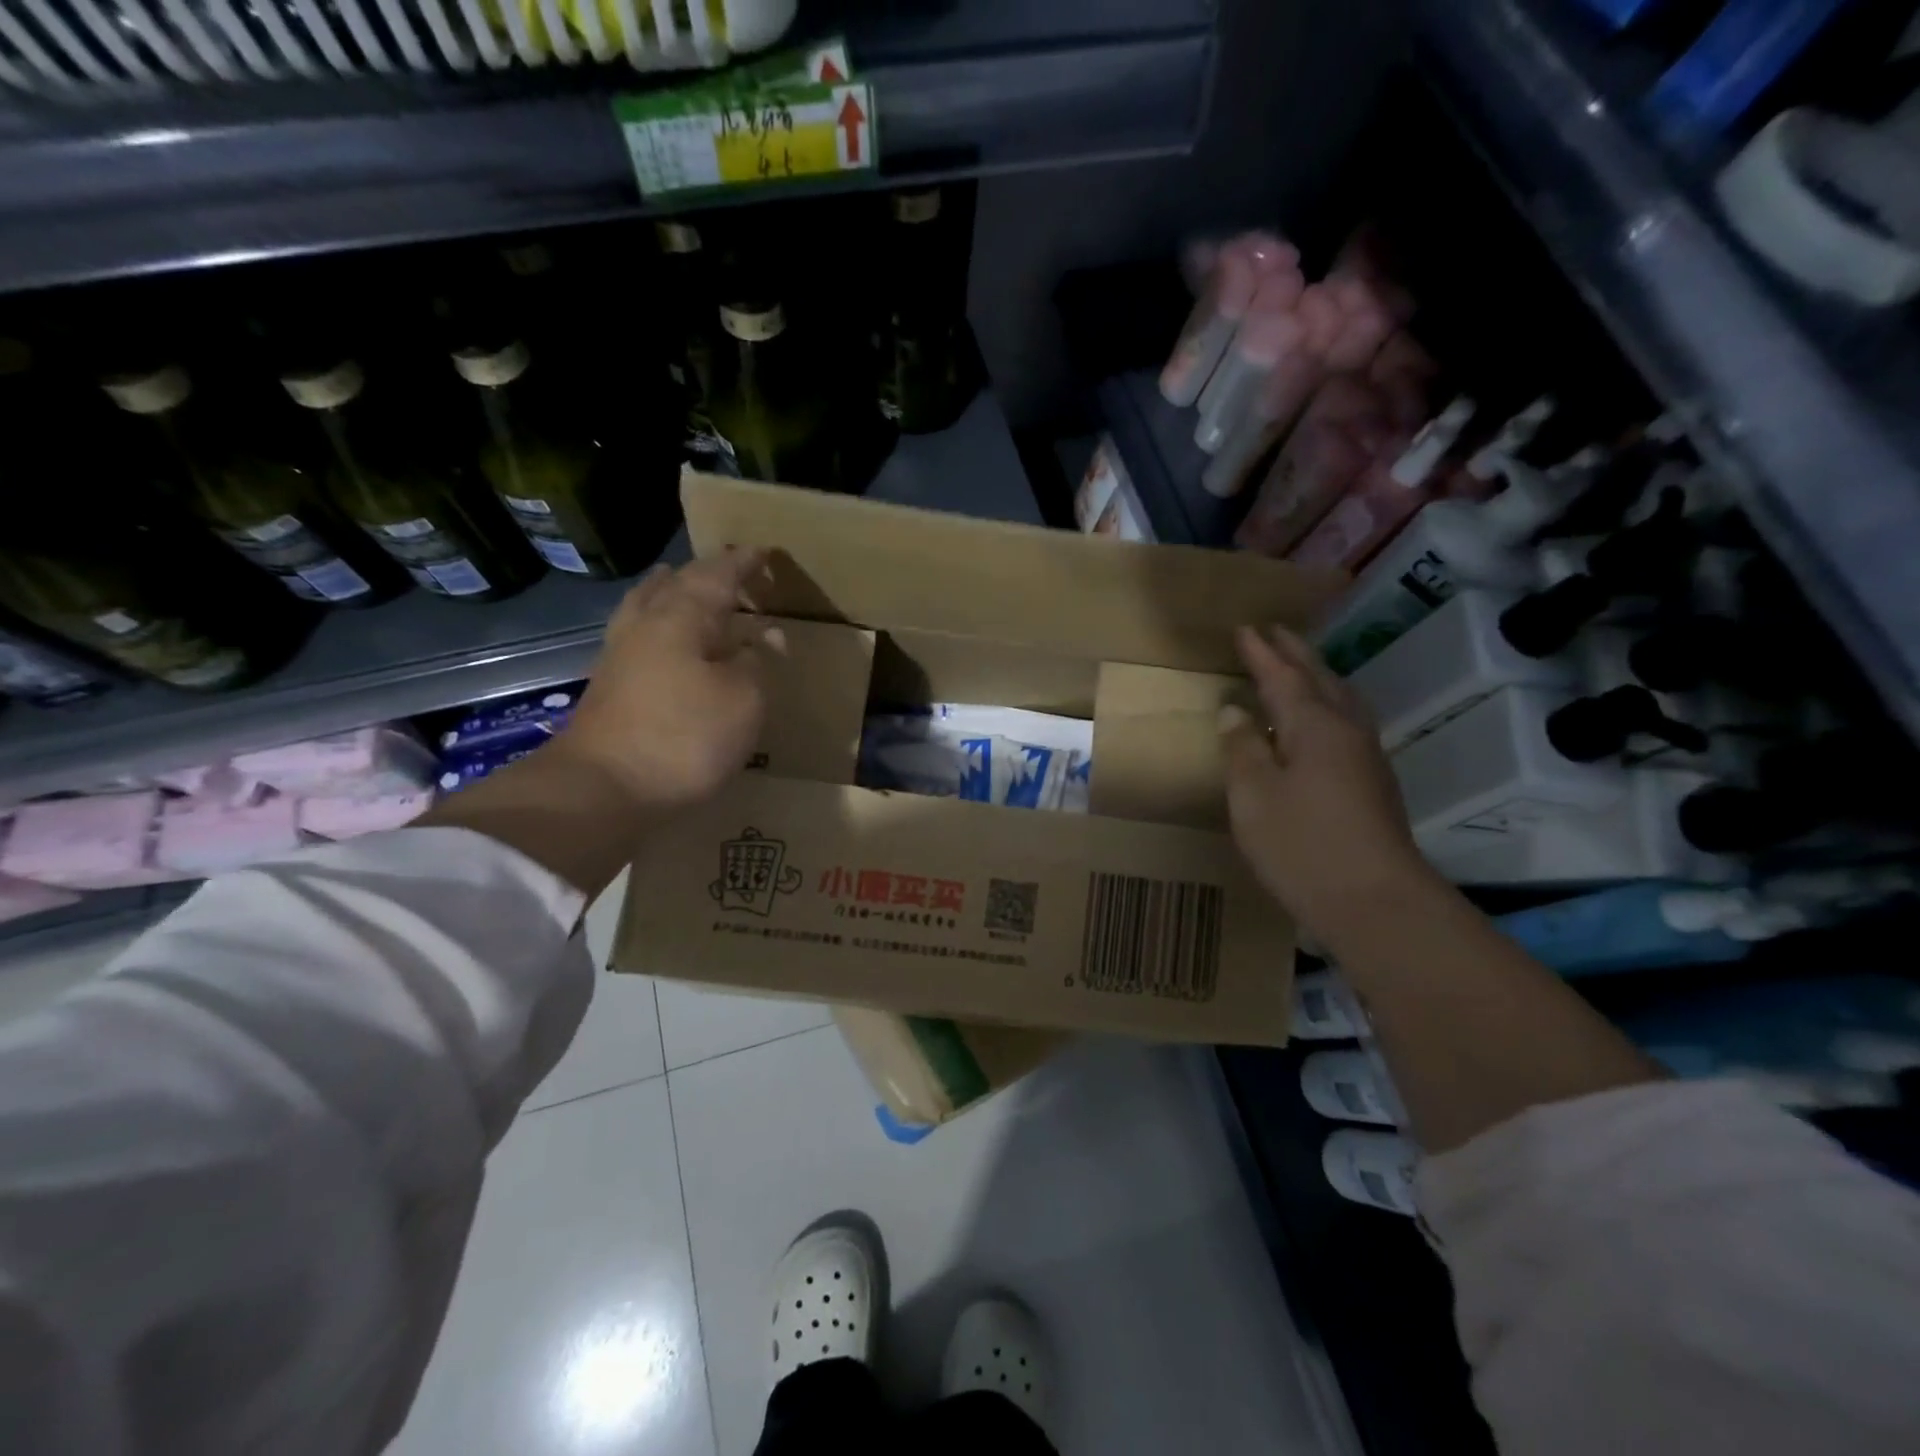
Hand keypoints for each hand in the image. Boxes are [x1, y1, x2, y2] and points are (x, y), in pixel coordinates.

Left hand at [552, 549, 770, 813]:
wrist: (602, 788)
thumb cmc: (684, 736)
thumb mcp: (744, 699)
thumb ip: (757, 661)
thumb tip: (764, 636)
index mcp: (682, 616)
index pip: (718, 575)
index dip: (744, 563)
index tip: (764, 552)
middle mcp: (646, 624)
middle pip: (676, 583)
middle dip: (706, 573)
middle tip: (730, 569)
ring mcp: (621, 654)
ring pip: (648, 605)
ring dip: (670, 590)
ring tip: (681, 583)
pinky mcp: (610, 685)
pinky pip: (639, 633)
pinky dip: (658, 623)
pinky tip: (664, 638)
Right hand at [1220, 625, 1437, 939]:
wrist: (1375, 902)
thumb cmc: (1302, 845)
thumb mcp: (1253, 796)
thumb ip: (1242, 748)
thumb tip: (1234, 711)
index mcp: (1314, 726)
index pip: (1283, 677)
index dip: (1261, 653)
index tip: (1245, 628)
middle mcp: (1346, 731)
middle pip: (1320, 679)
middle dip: (1295, 654)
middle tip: (1275, 632)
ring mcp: (1366, 757)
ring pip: (1341, 700)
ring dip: (1318, 676)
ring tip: (1300, 667)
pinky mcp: (1374, 783)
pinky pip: (1348, 723)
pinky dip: (1328, 705)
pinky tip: (1320, 722)